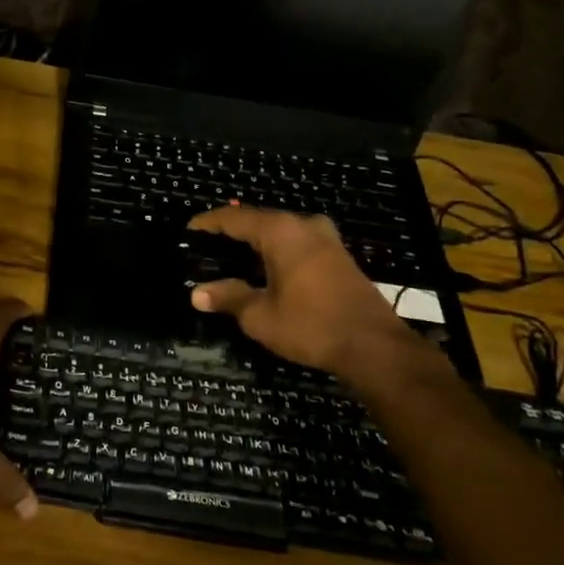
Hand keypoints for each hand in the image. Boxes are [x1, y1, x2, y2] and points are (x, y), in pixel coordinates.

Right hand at [186, 208, 422, 384]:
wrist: (374, 346)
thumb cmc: (311, 325)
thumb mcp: (260, 315)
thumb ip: (229, 298)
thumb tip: (197, 293)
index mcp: (280, 231)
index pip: (234, 218)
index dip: (209, 222)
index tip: (189, 228)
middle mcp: (303, 225)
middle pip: (259, 219)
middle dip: (232, 229)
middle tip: (207, 241)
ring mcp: (326, 238)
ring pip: (281, 230)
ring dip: (256, 239)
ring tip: (232, 252)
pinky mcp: (339, 255)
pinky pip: (297, 241)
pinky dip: (277, 248)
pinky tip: (266, 265)